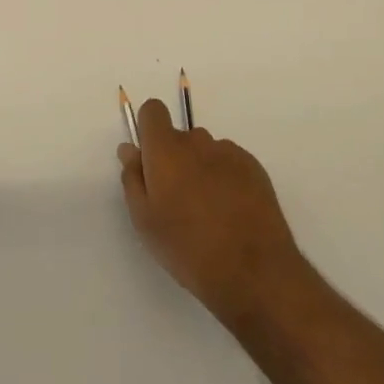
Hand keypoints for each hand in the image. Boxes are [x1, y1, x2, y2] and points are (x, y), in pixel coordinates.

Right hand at [118, 101, 307, 325]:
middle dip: (175, 159)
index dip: (149, 131)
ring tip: (209, 212)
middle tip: (178, 201)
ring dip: (201, 169)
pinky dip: (226, 178)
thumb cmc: (188, 248)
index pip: (153, 111)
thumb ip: (133, 178)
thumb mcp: (145, 221)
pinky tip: (232, 213)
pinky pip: (230, 162)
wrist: (254, 272)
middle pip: (180, 137)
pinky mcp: (254, 167)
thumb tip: (130, 149)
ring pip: (206, 151)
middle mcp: (198, 141)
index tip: (151, 161)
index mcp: (166, 150)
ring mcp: (229, 152)